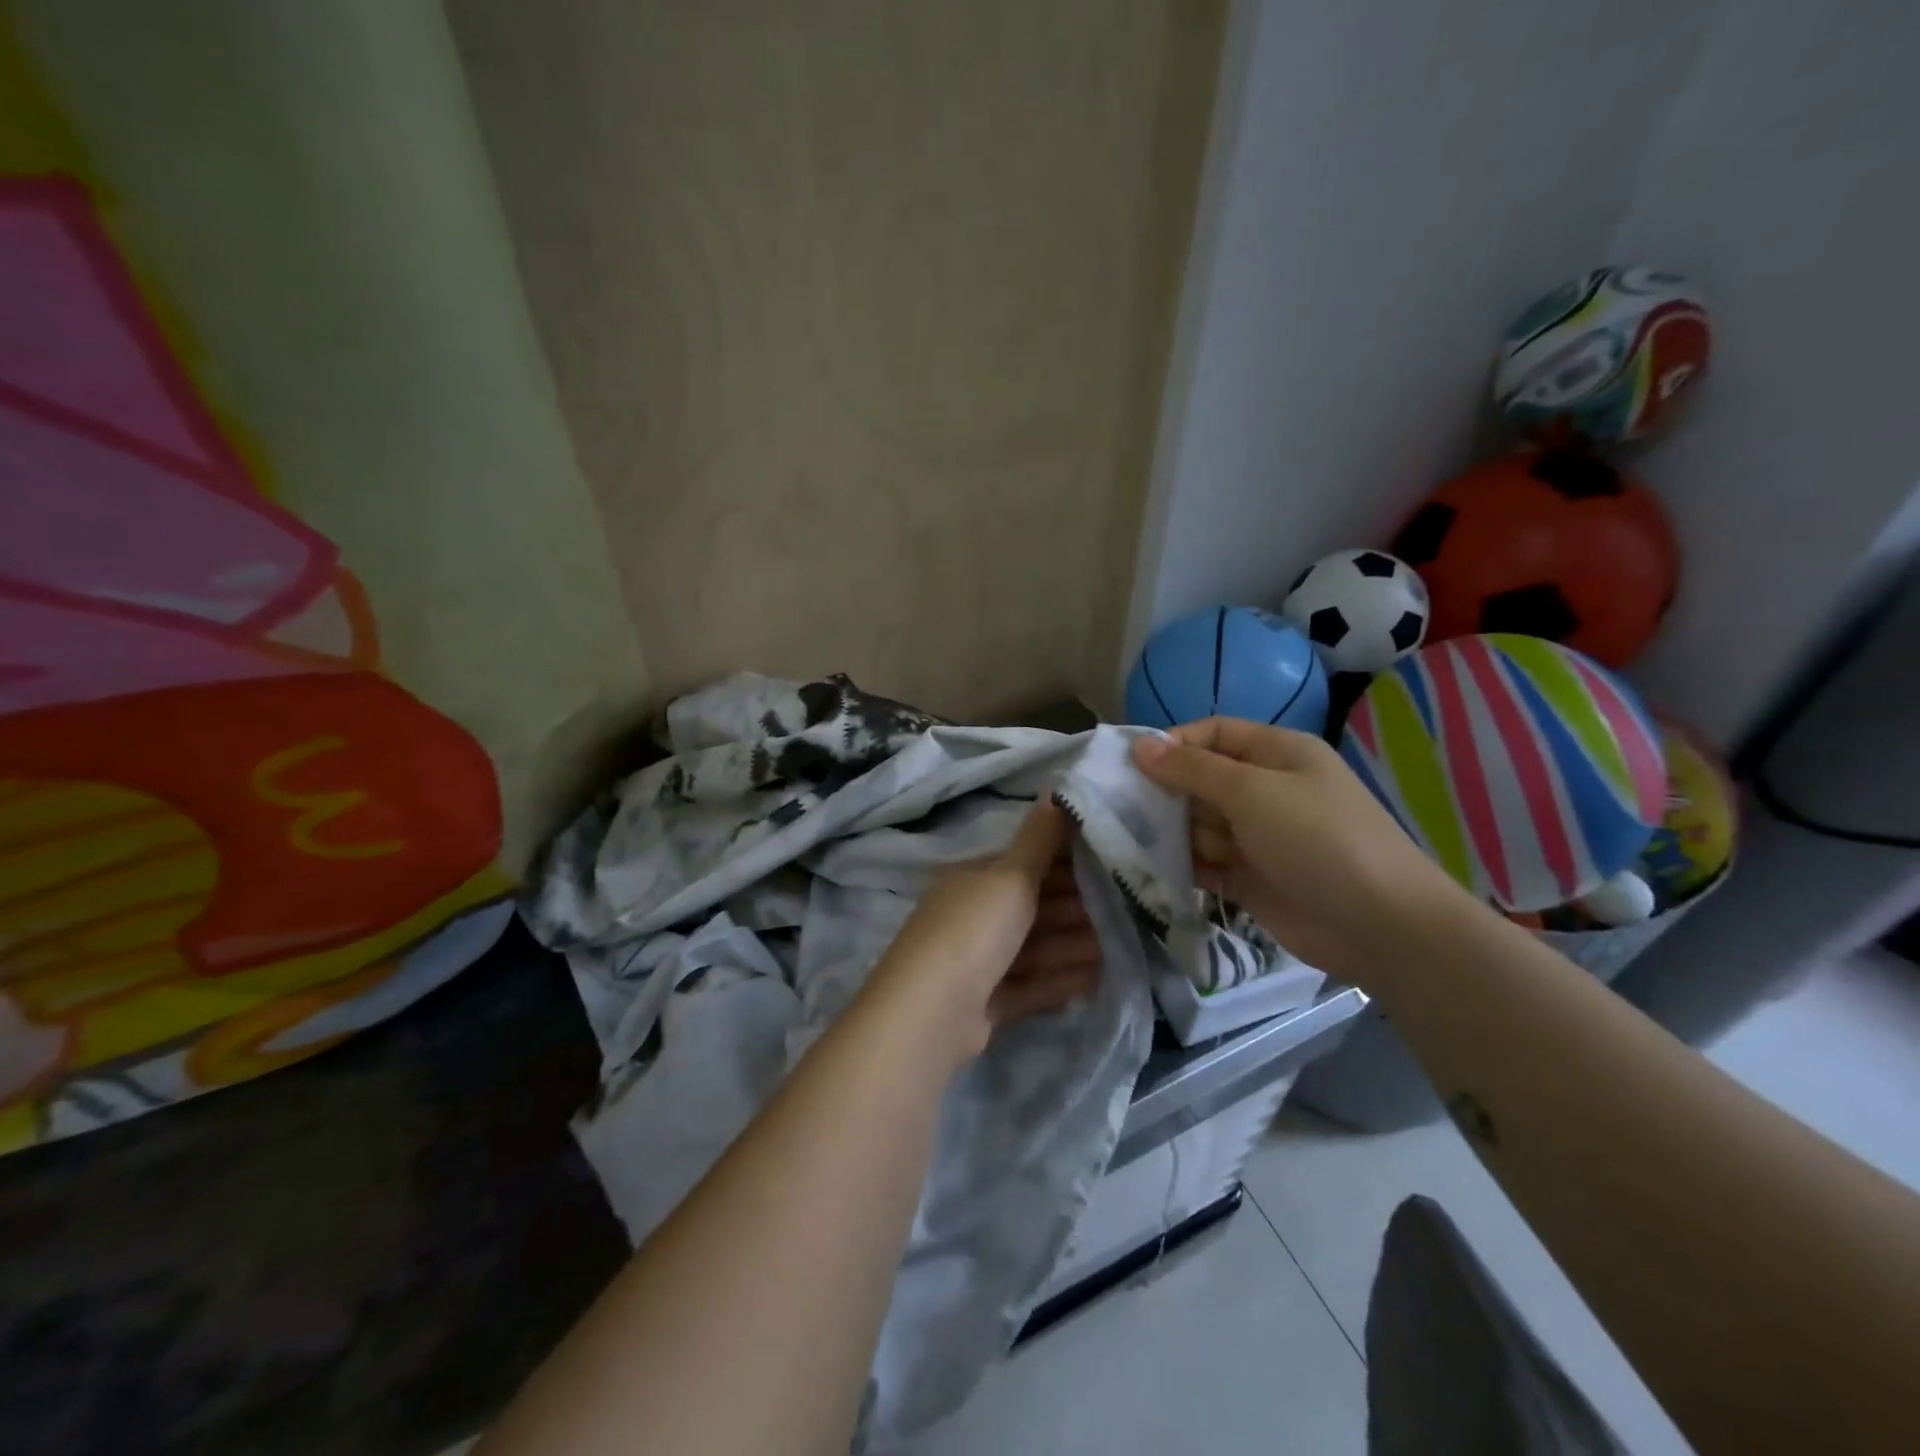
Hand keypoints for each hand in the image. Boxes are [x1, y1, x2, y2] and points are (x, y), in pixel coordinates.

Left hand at [865, 798, 1100, 1062]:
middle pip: (1033, 909)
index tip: (1111, 866)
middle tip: (1126, 912)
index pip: (1026, 865)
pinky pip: (1030, 986)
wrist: (932, 1012)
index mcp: (975, 879)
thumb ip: (1039, 838)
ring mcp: (977, 962)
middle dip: (1076, 910)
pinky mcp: (985, 1004)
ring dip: (1073, 946)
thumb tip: (1053, 785)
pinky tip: (1095, 981)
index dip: (1066, 864)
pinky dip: (1059, 981)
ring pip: (1034, 949)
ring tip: (1120, 949)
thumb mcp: (1010, 876)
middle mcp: (973, 916)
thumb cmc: (974, 929)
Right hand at [1132, 718, 1462, 985]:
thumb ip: (1192, 769)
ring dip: (1176, 835)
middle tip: (1132, 813)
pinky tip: (1162, 872)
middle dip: (1169, 796)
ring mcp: (1258, 836)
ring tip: (1157, 849)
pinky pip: (1204, 862)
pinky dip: (1186, 866)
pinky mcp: (1250, 877)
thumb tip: (1140, 745)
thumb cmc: (1316, 838)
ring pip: (1198, 824)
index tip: (1130, 765)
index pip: (1212, 734)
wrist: (1379, 925)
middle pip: (1199, 780)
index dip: (1173, 745)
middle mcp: (1265, 790)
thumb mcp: (1251, 791)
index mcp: (1276, 754)